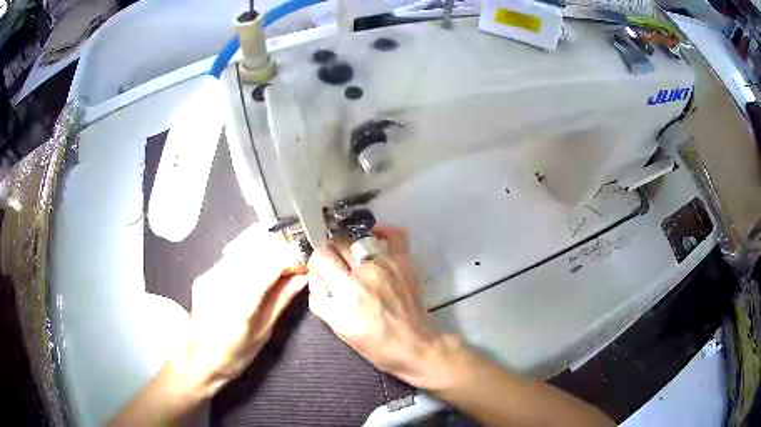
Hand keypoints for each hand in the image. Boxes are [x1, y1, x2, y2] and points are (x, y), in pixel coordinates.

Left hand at [174, 224, 307, 395]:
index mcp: (241, 303)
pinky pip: (229, 260)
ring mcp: (210, 277)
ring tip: (275, 268)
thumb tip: (301, 278)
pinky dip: (246, 261)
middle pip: (256, 252)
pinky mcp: (203, 277)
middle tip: (292, 266)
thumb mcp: (263, 332)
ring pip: (242, 252)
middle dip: (278, 253)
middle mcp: (223, 283)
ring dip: (263, 255)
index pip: (270, 265)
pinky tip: (253, 273)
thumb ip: (281, 301)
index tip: (302, 266)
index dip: (290, 260)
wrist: (199, 361)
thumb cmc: (235, 355)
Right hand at [307, 226, 451, 386]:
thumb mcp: (337, 328)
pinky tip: (374, 235)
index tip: (319, 270)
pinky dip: (384, 231)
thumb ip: (319, 299)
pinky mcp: (404, 262)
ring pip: (361, 239)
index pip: (322, 256)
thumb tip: (315, 277)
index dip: (316, 261)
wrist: (413, 344)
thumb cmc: (373, 342)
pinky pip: (395, 236)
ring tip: (352, 259)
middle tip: (334, 267)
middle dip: (331, 253)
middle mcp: (366, 270)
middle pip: (339, 244)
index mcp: (347, 289)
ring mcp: (388, 263)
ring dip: (351, 247)